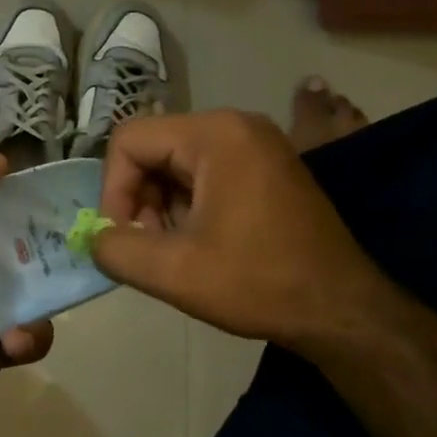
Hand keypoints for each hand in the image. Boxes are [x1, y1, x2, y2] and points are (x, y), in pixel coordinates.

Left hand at [0, 146, 53, 422]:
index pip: (7, 209)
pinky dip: (27, 341)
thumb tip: (1, 165)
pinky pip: (20, 344)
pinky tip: (11, 341)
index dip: (32, 205)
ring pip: (34, 304)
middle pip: (30, 256)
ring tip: (20, 324)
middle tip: (56, 261)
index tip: (48, 207)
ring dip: (40, 311)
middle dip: (50, 259)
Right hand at [90, 110, 394, 348]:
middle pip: (152, 150)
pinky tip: (198, 246)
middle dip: (138, 201)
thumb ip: (114, 249)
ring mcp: (255, 147)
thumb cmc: (258, 282)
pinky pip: (203, 176)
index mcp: (215, 135)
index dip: (113, 190)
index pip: (129, 141)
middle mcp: (235, 127)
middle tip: (149, 248)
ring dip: (160, 208)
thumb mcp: (172, 272)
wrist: (340, 309)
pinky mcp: (265, 170)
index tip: (123, 236)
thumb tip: (95, 237)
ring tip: (175, 252)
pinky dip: (186, 208)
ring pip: (174, 166)